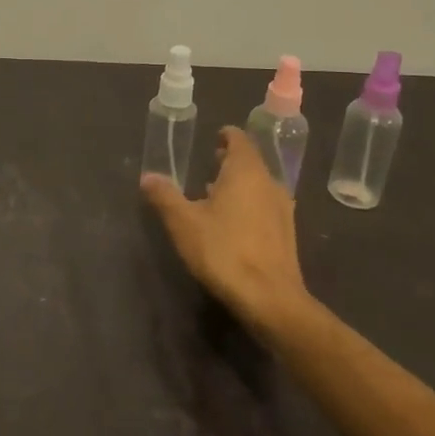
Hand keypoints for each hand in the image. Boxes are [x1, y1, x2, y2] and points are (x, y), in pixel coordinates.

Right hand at [142, 126, 311, 339]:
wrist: (270, 299)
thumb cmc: (223, 251)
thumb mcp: (183, 222)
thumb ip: (164, 196)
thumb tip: (148, 176)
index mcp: (245, 172)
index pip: (239, 140)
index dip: (226, 136)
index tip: (213, 138)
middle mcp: (269, 183)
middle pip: (251, 162)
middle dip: (230, 161)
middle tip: (209, 162)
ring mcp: (282, 209)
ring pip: (259, 185)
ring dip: (239, 184)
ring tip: (214, 193)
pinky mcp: (286, 234)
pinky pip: (265, 206)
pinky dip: (249, 204)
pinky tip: (232, 223)